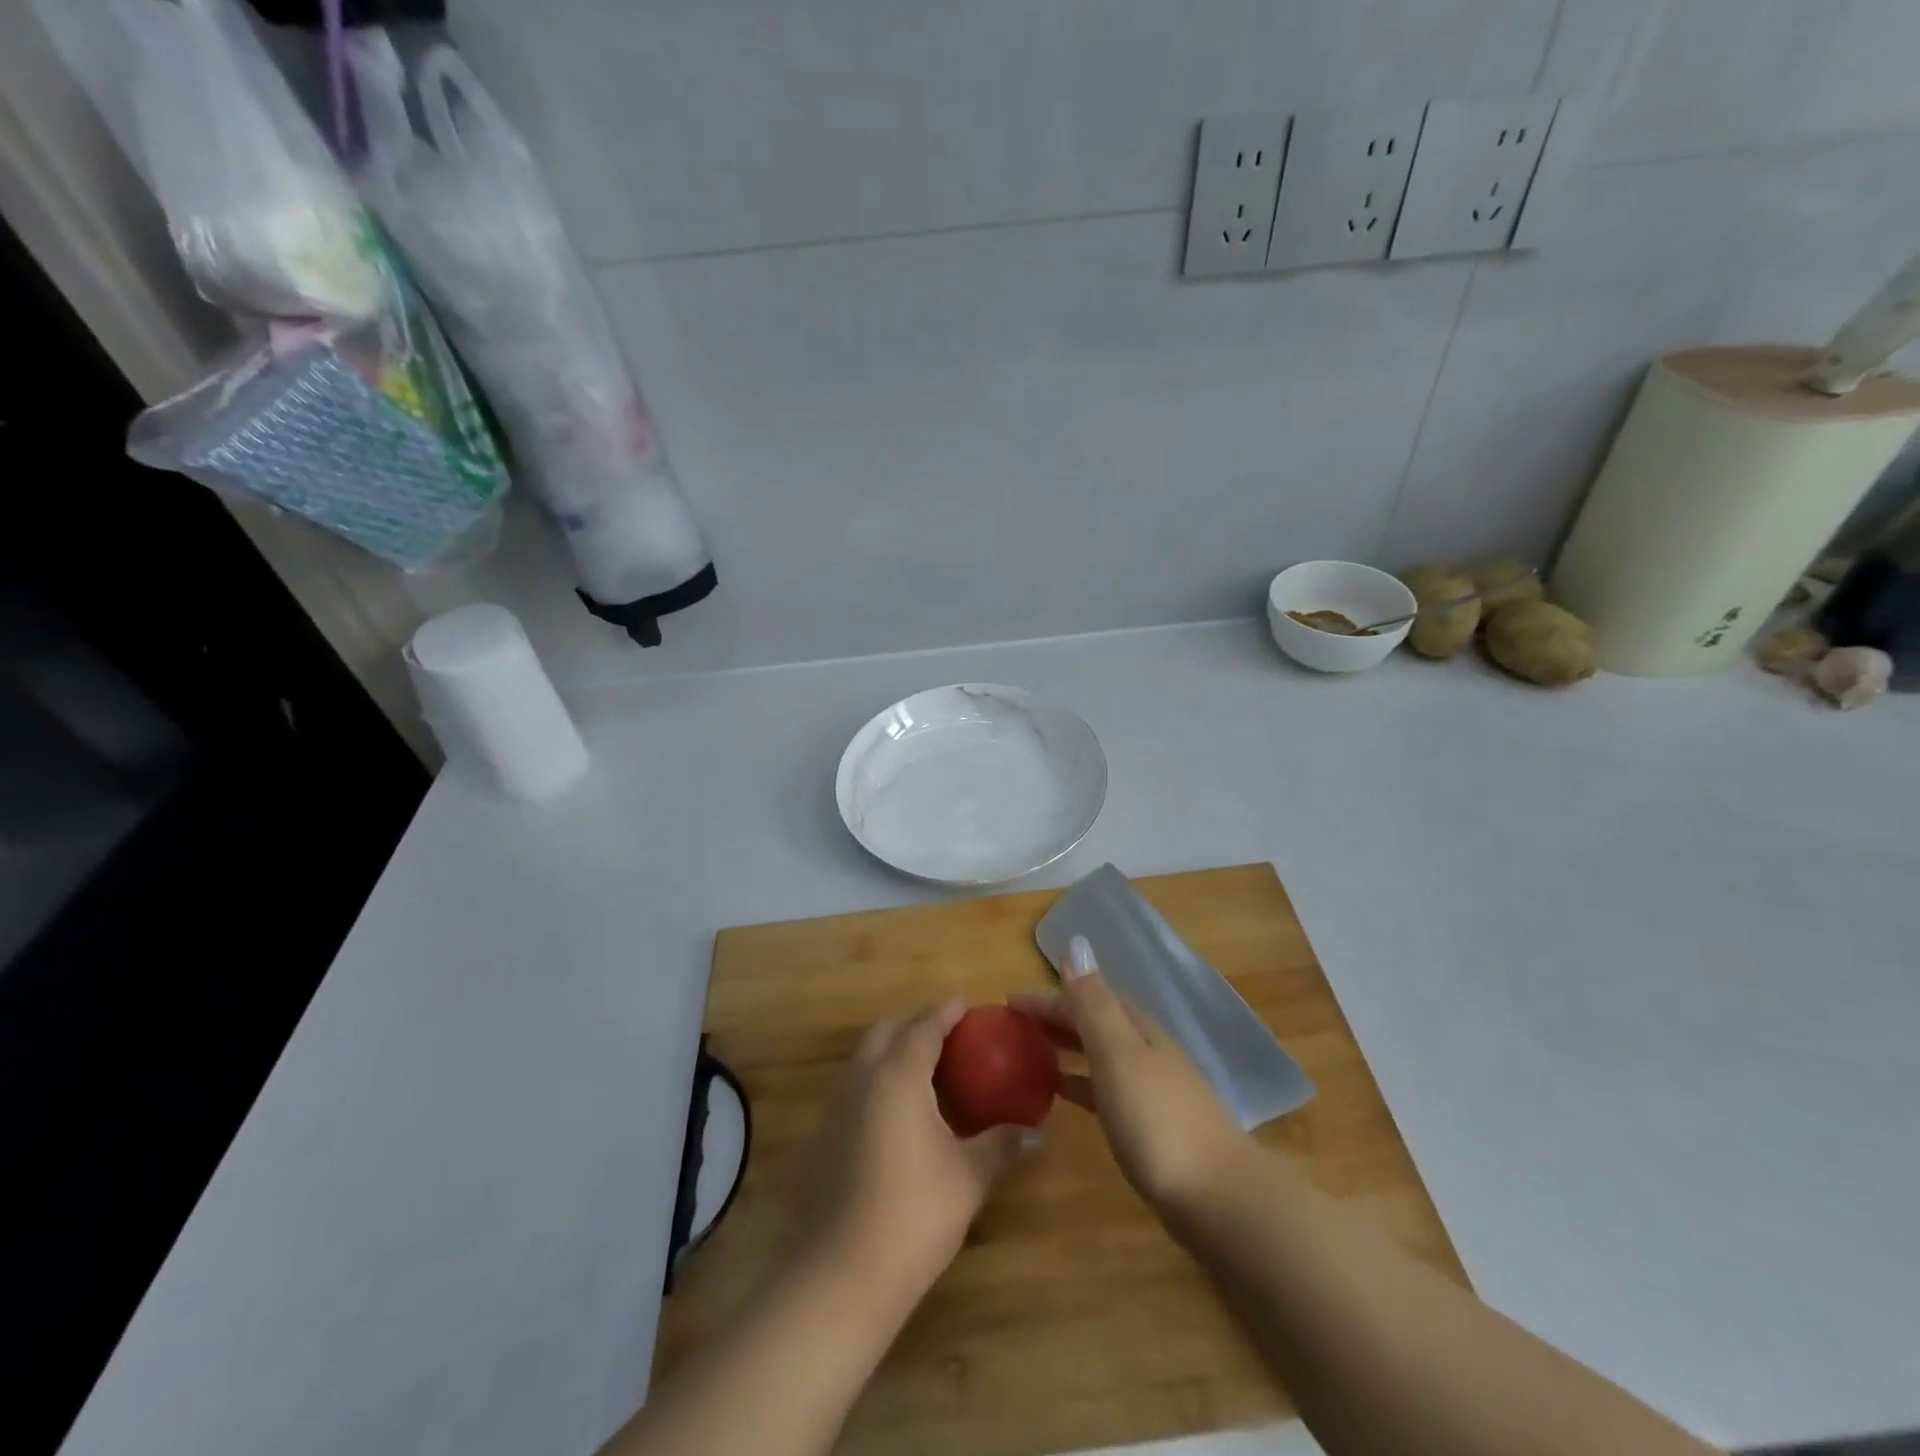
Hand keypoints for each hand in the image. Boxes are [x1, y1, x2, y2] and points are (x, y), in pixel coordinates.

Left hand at [786, 1001, 1035, 1306]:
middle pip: (888, 1030)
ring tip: (928, 1071)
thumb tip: (1037, 1134)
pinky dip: (878, 1080)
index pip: (925, 1025)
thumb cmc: (913, 1214)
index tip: (967, 1004)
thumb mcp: (968, 1177)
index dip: (947, 1011)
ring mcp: (836, 1106)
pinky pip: (855, 1087)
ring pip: (866, 1057)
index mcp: (898, 1073)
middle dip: (917, 1023)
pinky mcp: (822, 1135)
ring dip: (894, 1050)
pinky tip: (900, 1114)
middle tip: (949, 1035)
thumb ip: (1002, 1146)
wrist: (839, 1276)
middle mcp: (862, 1077)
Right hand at [1009, 936, 1245, 1212]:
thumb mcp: (1119, 1054)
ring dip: (1066, 1047)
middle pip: (1094, 1022)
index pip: (1085, 998)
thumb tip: (1075, 945)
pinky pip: (1103, 1088)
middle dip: (1055, 1018)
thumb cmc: (1158, 1120)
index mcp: (1137, 1028)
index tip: (1008, 1002)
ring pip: (1099, 1054)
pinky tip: (1062, 1093)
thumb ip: (1094, 1003)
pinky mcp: (1149, 1124)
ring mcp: (1150, 1088)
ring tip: (1031, 1053)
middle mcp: (1145, 1049)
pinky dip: (1080, 1082)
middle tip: (1014, 1026)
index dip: (1047, 997)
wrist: (1218, 1197)